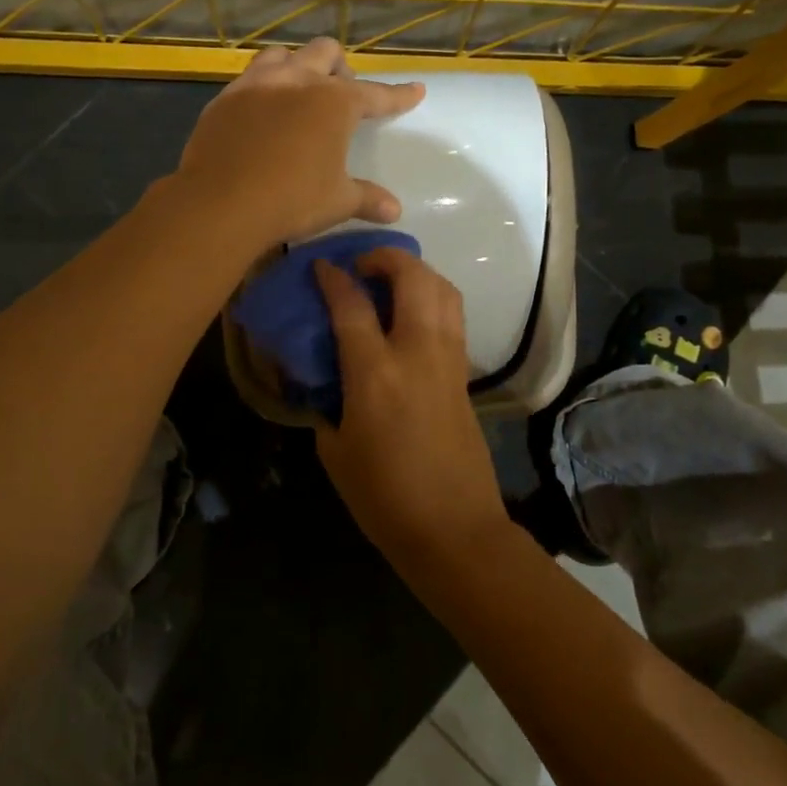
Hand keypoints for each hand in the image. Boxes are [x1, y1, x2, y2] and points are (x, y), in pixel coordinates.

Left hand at [175, 38, 424, 250]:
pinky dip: (263, 88)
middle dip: (339, 68)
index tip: (415, 90)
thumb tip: (394, 210)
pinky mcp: (224, 100)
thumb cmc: (291, 200)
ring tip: (298, 92)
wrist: (220, 204)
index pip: (375, 95)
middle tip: (340, 94)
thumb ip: (367, 199)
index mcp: (334, 102)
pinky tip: (261, 112)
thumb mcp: (337, 202)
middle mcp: (297, 81)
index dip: (397, 95)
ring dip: (297, 66)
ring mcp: (255, 85)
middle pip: (325, 53)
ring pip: (282, 55)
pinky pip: (248, 79)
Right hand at [313, 248, 508, 563]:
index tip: (321, 266)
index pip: (351, 305)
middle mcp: (417, 354)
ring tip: (391, 281)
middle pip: (412, 278)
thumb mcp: (336, 453)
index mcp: (375, 375)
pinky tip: (413, 315)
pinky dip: (433, 298)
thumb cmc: (384, 497)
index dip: (333, 278)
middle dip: (386, 257)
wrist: (454, 528)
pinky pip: (453, 316)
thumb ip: (328, 405)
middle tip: (363, 265)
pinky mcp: (465, 373)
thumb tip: (327, 382)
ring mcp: (448, 360)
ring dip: (417, 272)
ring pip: (443, 290)